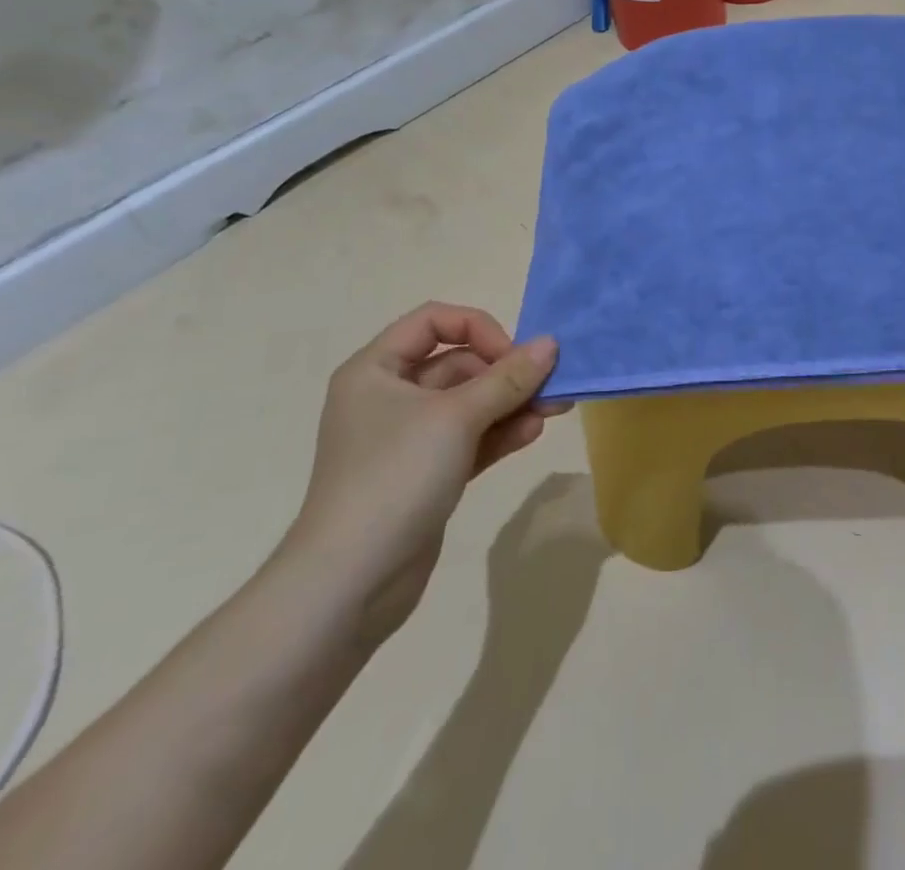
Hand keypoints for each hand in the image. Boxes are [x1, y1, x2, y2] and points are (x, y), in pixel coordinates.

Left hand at [282, 304, 563, 644]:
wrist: (350, 583)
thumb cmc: (395, 477)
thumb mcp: (457, 417)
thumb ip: (508, 378)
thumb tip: (551, 343)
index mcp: (377, 370)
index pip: (434, 322)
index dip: (478, 328)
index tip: (512, 356)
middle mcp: (389, 397)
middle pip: (457, 363)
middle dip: (506, 372)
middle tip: (551, 384)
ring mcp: (407, 439)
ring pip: (469, 404)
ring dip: (511, 403)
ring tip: (555, 409)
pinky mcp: (425, 474)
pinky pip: (469, 439)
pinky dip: (500, 432)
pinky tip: (533, 432)